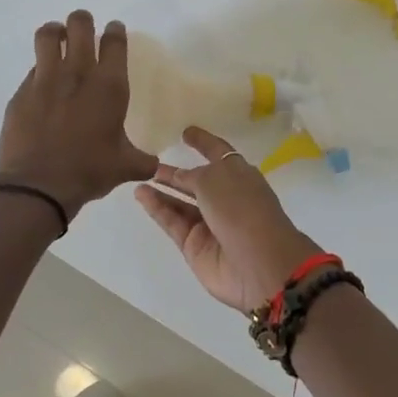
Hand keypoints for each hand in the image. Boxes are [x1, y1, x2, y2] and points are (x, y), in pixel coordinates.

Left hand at [0, 11, 157, 220]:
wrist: (37, 186)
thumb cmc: (88, 171)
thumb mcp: (125, 167)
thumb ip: (141, 160)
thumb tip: (153, 166)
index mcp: (109, 86)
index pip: (114, 42)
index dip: (115, 31)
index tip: (114, 29)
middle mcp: (77, 74)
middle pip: (80, 26)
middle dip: (83, 21)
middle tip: (84, 25)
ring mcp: (45, 80)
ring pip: (48, 36)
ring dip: (55, 31)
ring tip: (58, 37)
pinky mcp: (21, 93)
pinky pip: (32, 69)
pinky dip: (40, 69)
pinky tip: (43, 84)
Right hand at [136, 127, 323, 311]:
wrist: (258, 264)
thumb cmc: (241, 208)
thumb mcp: (215, 180)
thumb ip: (192, 176)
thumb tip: (179, 176)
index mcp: (240, 175)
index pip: (219, 152)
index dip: (203, 142)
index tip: (186, 132)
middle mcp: (226, 197)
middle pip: (197, 181)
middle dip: (177, 173)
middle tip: (151, 162)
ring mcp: (210, 223)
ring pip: (181, 203)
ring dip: (163, 190)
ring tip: (139, 177)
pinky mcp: (195, 245)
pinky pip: (173, 221)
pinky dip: (157, 208)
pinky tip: (141, 195)